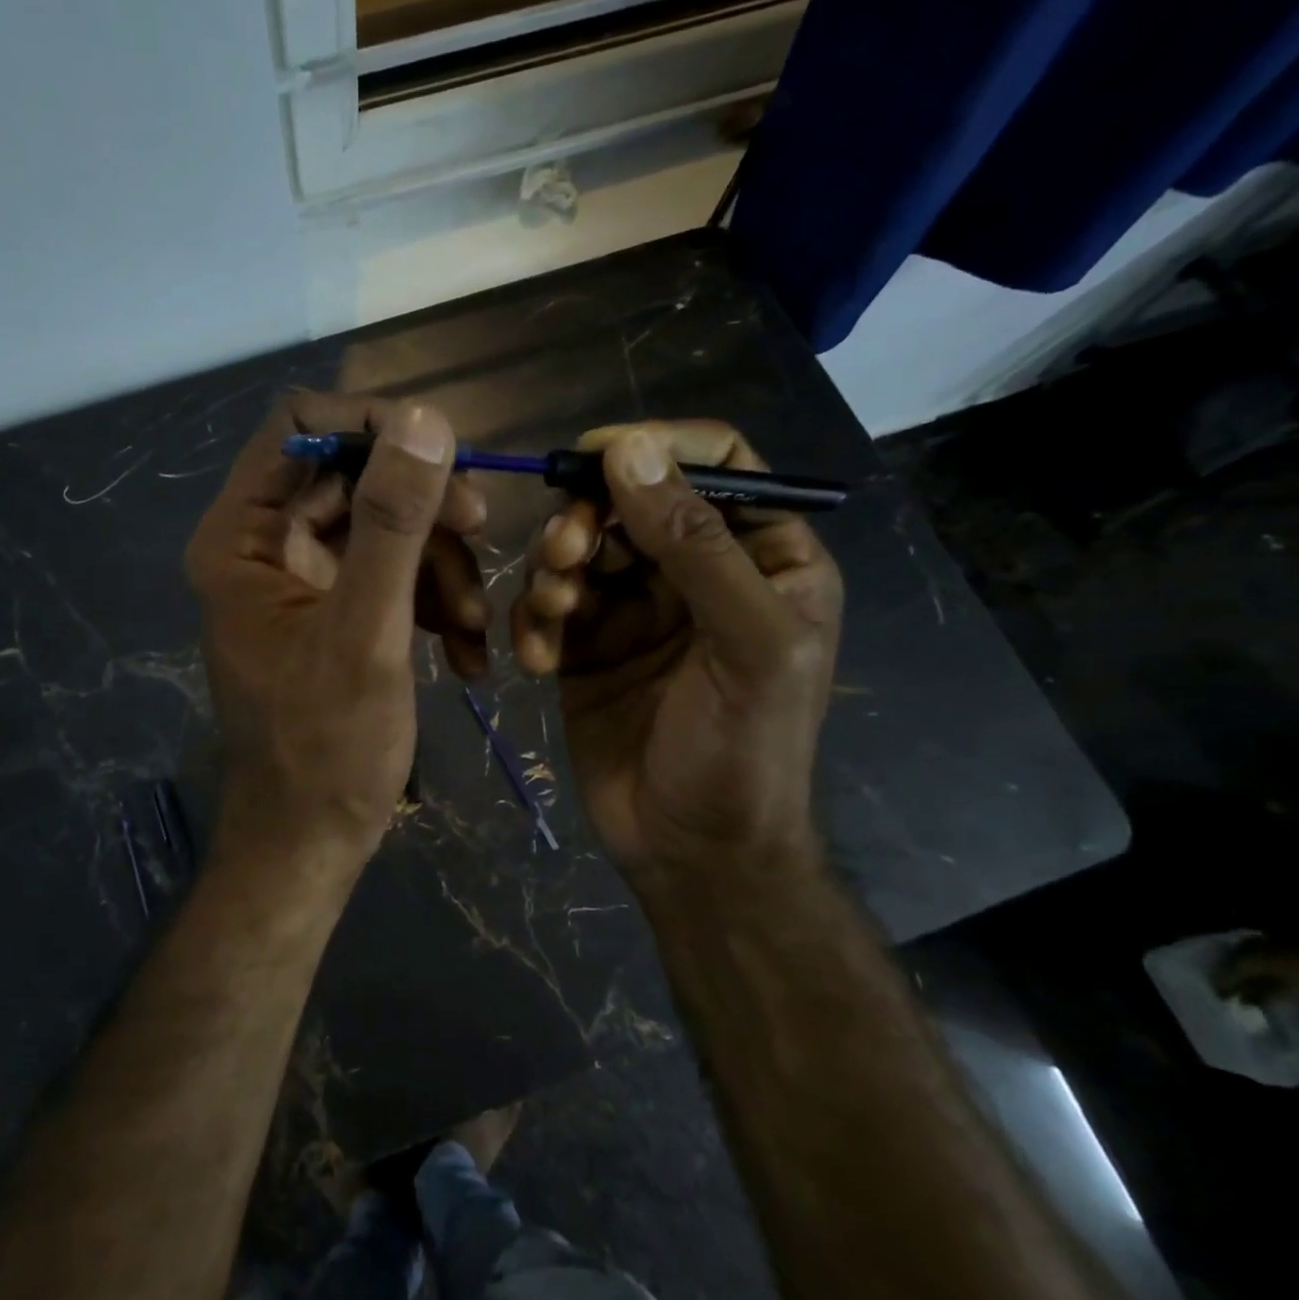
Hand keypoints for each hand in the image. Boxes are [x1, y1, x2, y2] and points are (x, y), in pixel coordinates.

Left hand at [185, 392, 488, 869]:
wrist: (312, 841)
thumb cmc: (326, 749)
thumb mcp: (366, 633)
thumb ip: (393, 524)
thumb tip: (424, 419)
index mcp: (243, 538)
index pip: (300, 427)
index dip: (372, 425)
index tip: (443, 455)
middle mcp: (266, 546)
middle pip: (354, 477)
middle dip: (424, 509)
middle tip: (482, 534)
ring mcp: (304, 580)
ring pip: (386, 527)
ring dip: (441, 566)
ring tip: (472, 626)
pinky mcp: (338, 612)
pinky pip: (393, 576)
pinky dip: (433, 602)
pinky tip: (466, 653)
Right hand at [510, 421, 841, 894]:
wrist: (690, 851)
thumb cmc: (743, 751)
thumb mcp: (745, 644)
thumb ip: (695, 545)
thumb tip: (630, 451)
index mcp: (763, 558)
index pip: (717, 464)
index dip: (656, 448)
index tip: (594, 457)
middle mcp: (697, 573)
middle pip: (631, 502)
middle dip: (589, 521)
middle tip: (565, 557)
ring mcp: (636, 609)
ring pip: (581, 549)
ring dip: (555, 572)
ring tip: (553, 615)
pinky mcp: (586, 645)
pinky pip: (549, 605)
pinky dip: (535, 623)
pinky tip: (539, 664)